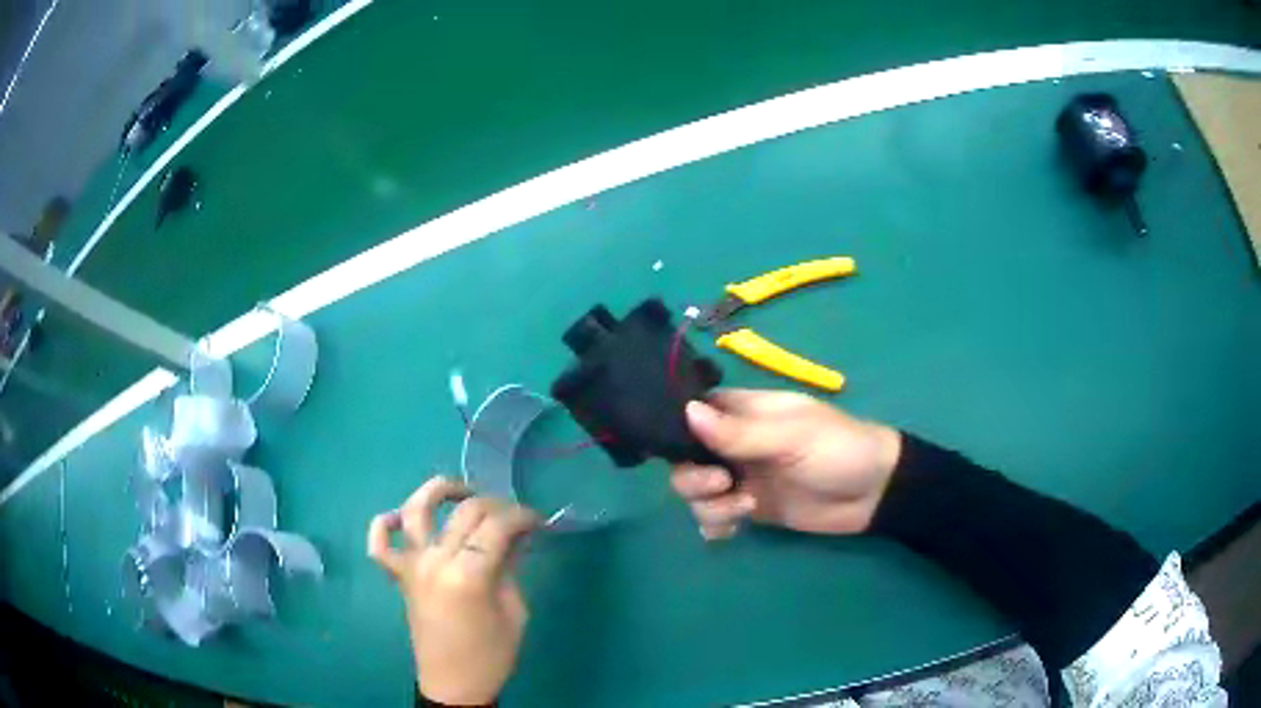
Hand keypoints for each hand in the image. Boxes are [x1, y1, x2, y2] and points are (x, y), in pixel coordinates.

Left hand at [367, 477, 539, 704]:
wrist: (453, 685)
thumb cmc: (491, 656)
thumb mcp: (514, 612)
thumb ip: (510, 568)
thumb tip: (516, 535)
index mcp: (469, 575)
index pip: (497, 526)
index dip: (522, 515)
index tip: (539, 520)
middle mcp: (435, 561)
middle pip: (464, 512)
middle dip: (496, 505)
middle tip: (515, 517)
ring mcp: (412, 567)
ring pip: (415, 510)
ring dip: (438, 491)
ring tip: (461, 493)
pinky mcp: (399, 577)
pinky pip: (379, 544)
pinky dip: (383, 524)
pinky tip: (400, 519)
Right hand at [671, 389, 901, 539]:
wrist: (874, 493)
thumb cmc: (838, 450)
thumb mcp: (792, 436)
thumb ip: (739, 432)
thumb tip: (687, 412)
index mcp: (745, 412)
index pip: (694, 411)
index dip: (678, 429)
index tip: (677, 448)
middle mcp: (736, 444)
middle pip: (687, 459)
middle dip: (694, 477)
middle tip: (723, 483)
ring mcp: (742, 479)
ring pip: (697, 493)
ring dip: (710, 505)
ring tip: (746, 508)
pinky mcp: (750, 509)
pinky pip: (714, 518)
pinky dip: (716, 525)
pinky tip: (735, 529)